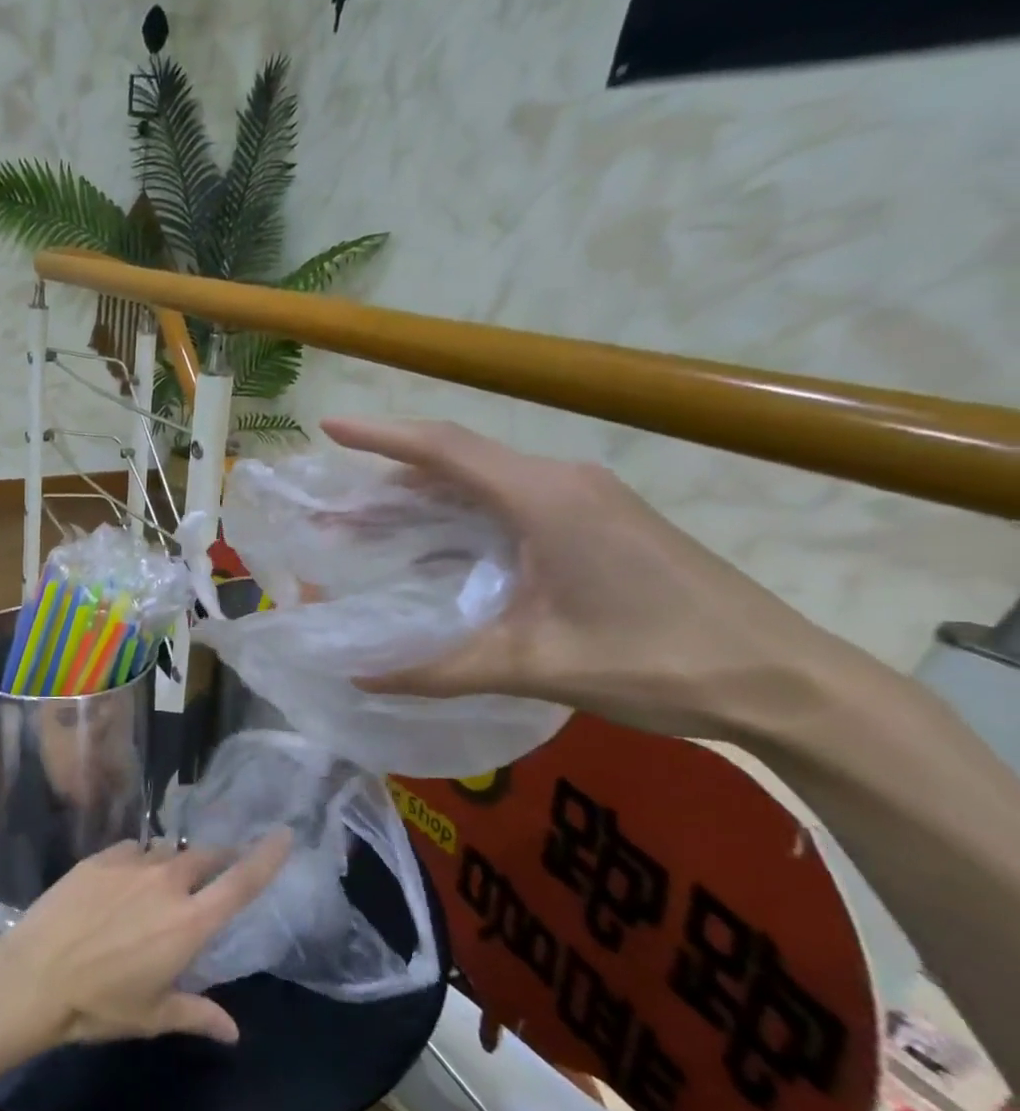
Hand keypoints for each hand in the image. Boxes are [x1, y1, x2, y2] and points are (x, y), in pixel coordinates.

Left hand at [0, 832, 290, 1047]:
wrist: (35, 975)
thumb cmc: (100, 1004)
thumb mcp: (153, 1016)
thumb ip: (197, 1015)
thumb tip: (233, 1032)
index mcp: (189, 923)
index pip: (240, 883)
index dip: (266, 857)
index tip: (285, 834)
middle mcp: (166, 883)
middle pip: (205, 858)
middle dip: (217, 861)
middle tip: (217, 871)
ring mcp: (131, 865)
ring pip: (166, 853)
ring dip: (175, 864)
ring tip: (163, 884)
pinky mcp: (99, 857)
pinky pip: (133, 849)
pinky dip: (140, 860)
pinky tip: (127, 879)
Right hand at [319, 418, 846, 740]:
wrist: (783, 680)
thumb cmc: (653, 660)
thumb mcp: (532, 665)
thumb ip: (438, 670)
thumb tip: (360, 678)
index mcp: (543, 498)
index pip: (443, 448)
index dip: (379, 436)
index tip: (326, 430)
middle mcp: (562, 483)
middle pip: (456, 464)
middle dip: (386, 483)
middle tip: (332, 510)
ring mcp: (585, 501)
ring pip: (483, 485)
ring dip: (423, 502)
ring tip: (367, 529)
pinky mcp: (599, 523)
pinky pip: (510, 505)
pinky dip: (460, 519)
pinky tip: (435, 552)